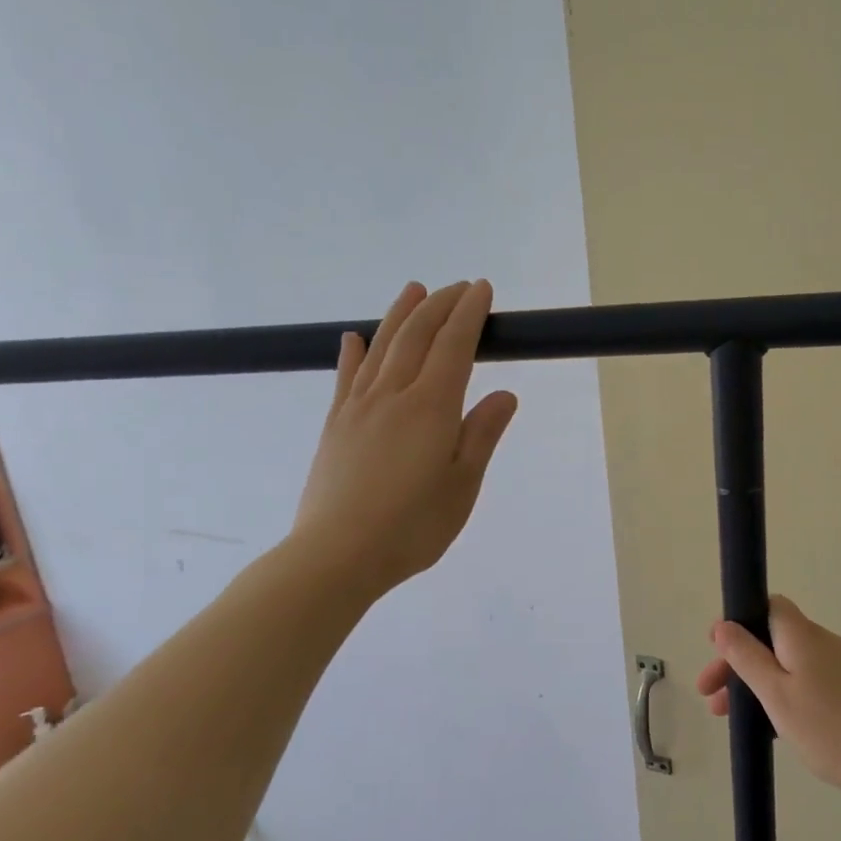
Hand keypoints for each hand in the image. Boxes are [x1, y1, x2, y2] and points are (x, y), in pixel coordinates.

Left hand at [289, 281, 517, 597]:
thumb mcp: (463, 485)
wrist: (338, 553)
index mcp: (432, 407)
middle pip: (417, 335)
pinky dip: (354, 352)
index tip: (482, 289)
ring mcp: (358, 407)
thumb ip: (481, 435)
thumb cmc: (413, 526)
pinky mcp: (335, 425)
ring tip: (415, 290)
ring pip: (382, 347)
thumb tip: (505, 395)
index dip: (469, 314)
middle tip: (459, 287)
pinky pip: (346, 377)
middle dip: (440, 305)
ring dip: (400, 314)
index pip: (455, 346)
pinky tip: (355, 338)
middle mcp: (393, 395)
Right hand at [697, 595, 840, 807]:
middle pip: (771, 638)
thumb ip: (746, 656)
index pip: (768, 606)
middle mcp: (821, 643)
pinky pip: (802, 682)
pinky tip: (766, 726)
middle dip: (737, 661)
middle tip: (709, 695)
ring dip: (754, 683)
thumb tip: (723, 625)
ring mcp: (838, 668)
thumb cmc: (828, 727)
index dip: (739, 621)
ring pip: (785, 664)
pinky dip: (778, 695)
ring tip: (728, 717)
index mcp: (802, 635)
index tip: (714, 649)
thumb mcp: (775, 693)